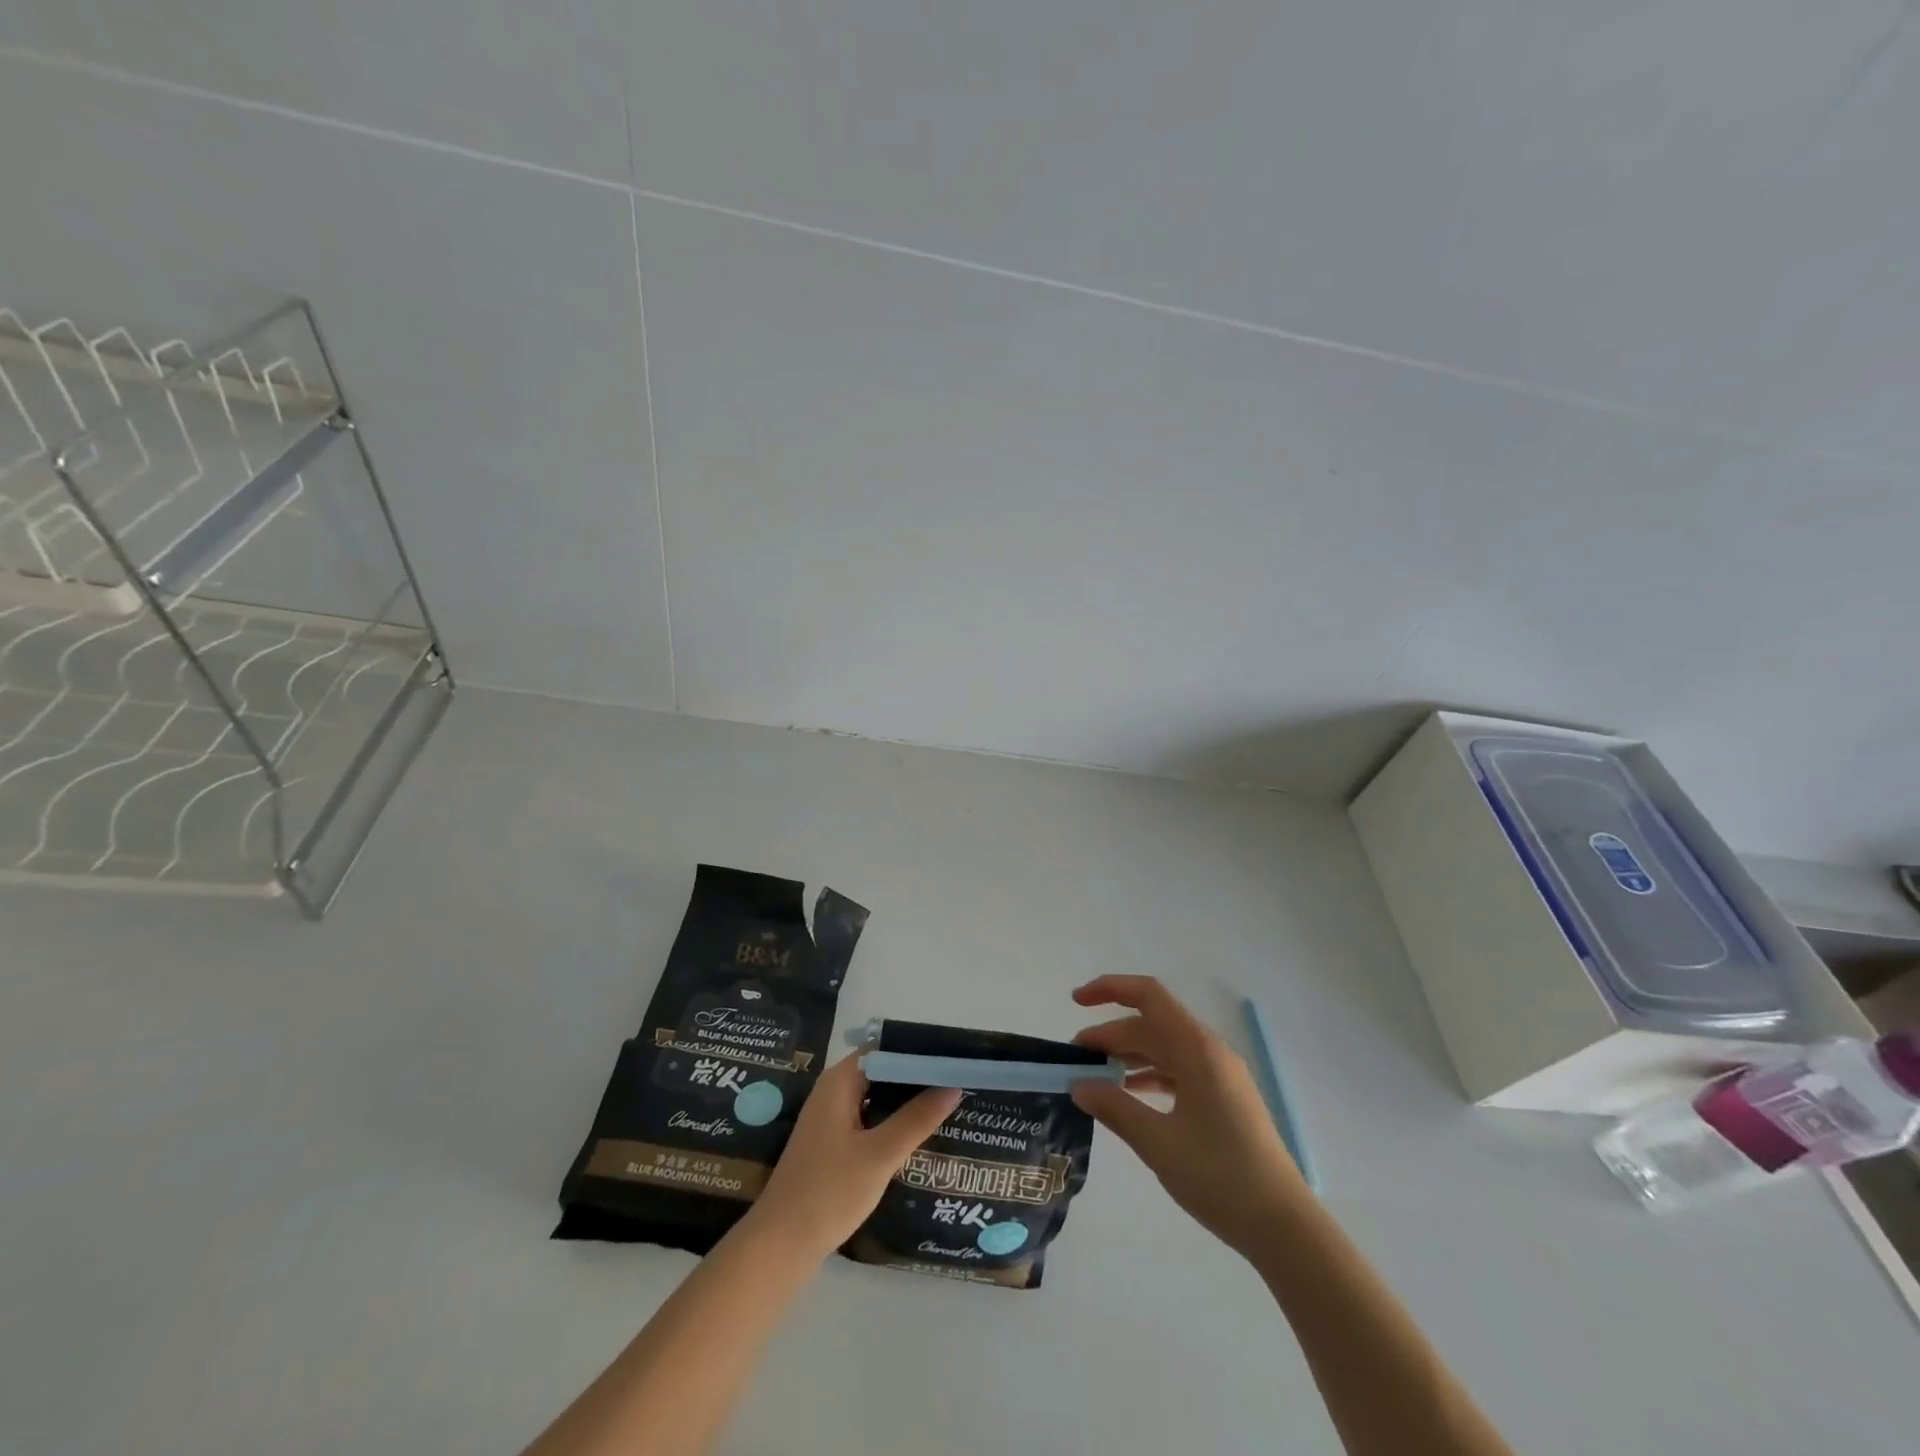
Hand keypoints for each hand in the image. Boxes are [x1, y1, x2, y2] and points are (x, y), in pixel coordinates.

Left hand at [749, 1052, 959, 1259]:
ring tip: (948, 1104)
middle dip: (917, 1076)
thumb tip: (953, 1086)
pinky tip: (919, 1135)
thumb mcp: (880, 1154)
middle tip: (957, 1082)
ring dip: (906, 1100)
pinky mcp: (833, 1144)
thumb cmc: (829, 1192)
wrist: (780, 1246)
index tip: (952, 1059)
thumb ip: (917, 1118)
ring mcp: (831, 1118)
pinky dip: (893, 1121)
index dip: (918, 1050)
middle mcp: (834, 1091)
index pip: (885, 1048)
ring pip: (877, 1097)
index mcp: (840, 1081)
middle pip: (882, 1070)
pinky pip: (870, 1119)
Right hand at [1071, 975, 1308, 1257]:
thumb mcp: (1159, 1143)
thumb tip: (1078, 1085)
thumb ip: (1115, 1108)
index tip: (1076, 1002)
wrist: (1284, 1227)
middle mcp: (1209, 1052)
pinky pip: (1178, 1071)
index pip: (1149, 996)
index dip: (1110, 989)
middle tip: (1075, 1061)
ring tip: (1094, 1078)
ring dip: (1128, 1056)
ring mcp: (1219, 1075)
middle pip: (1151, 1025)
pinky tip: (1129, 1095)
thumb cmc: (1221, 1178)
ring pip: (1164, 1049)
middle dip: (1110, 1035)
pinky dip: (1149, 1075)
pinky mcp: (1223, 1098)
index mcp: (1197, 1049)